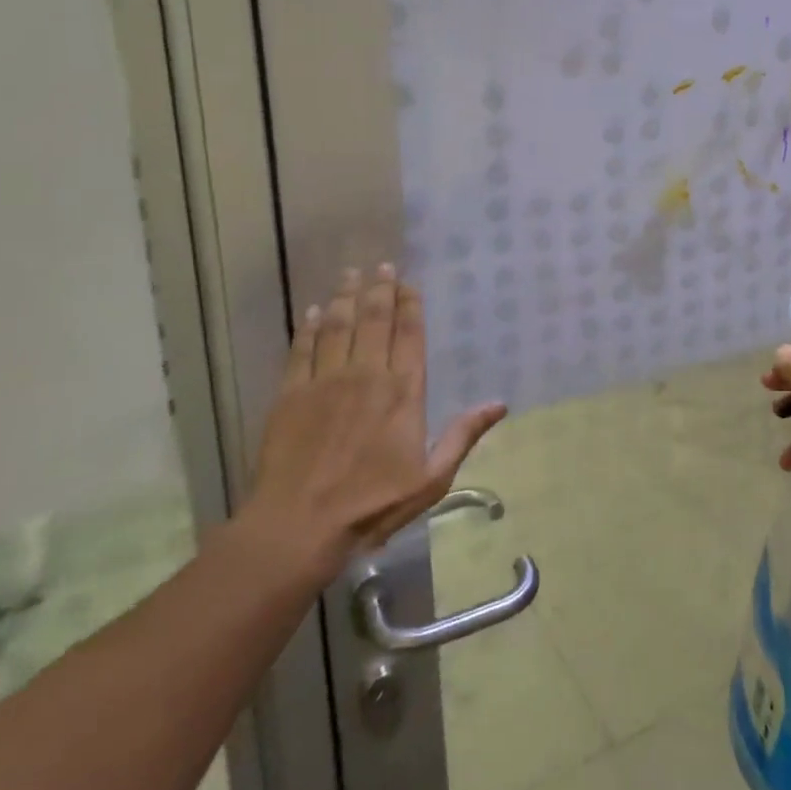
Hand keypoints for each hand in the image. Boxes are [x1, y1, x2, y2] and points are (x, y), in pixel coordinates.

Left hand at [237, 265, 505, 592]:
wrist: (299, 525)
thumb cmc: (372, 504)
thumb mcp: (431, 478)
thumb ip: (463, 435)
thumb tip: (499, 404)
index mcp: (403, 391)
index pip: (409, 334)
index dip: (409, 304)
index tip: (408, 283)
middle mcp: (366, 374)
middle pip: (374, 320)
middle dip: (379, 289)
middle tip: (380, 265)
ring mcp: (325, 381)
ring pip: (338, 326)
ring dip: (345, 297)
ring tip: (350, 274)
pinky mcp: (291, 394)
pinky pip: (302, 349)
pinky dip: (309, 327)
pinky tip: (312, 312)